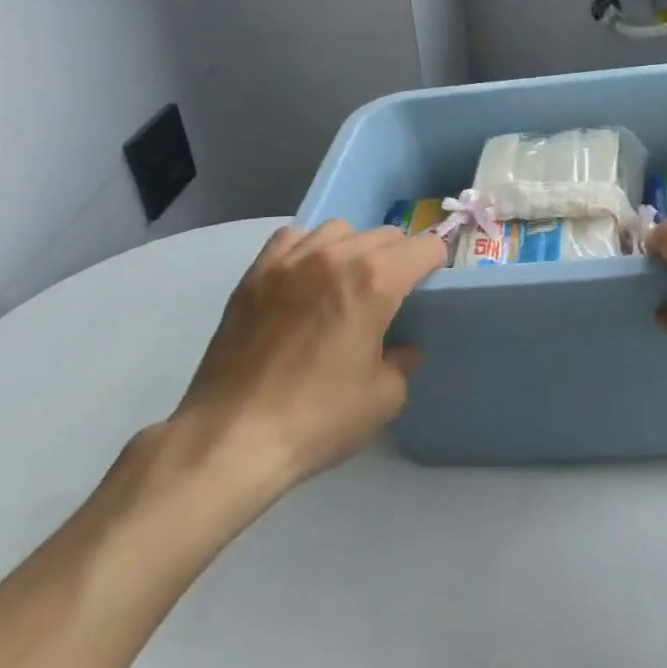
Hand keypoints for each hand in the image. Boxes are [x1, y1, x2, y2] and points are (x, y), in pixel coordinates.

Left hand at [164, 222, 445, 510]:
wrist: (232, 437)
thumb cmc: (317, 418)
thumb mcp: (383, 398)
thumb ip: (402, 361)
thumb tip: (400, 349)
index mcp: (375, 281)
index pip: (424, 247)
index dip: (435, 264)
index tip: (430, 287)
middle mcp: (335, 256)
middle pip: (384, 235)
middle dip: (398, 258)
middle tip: (392, 295)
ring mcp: (290, 261)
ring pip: (339, 230)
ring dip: (354, 249)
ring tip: (346, 282)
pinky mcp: (255, 274)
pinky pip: (293, 238)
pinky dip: (308, 249)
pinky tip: (305, 279)